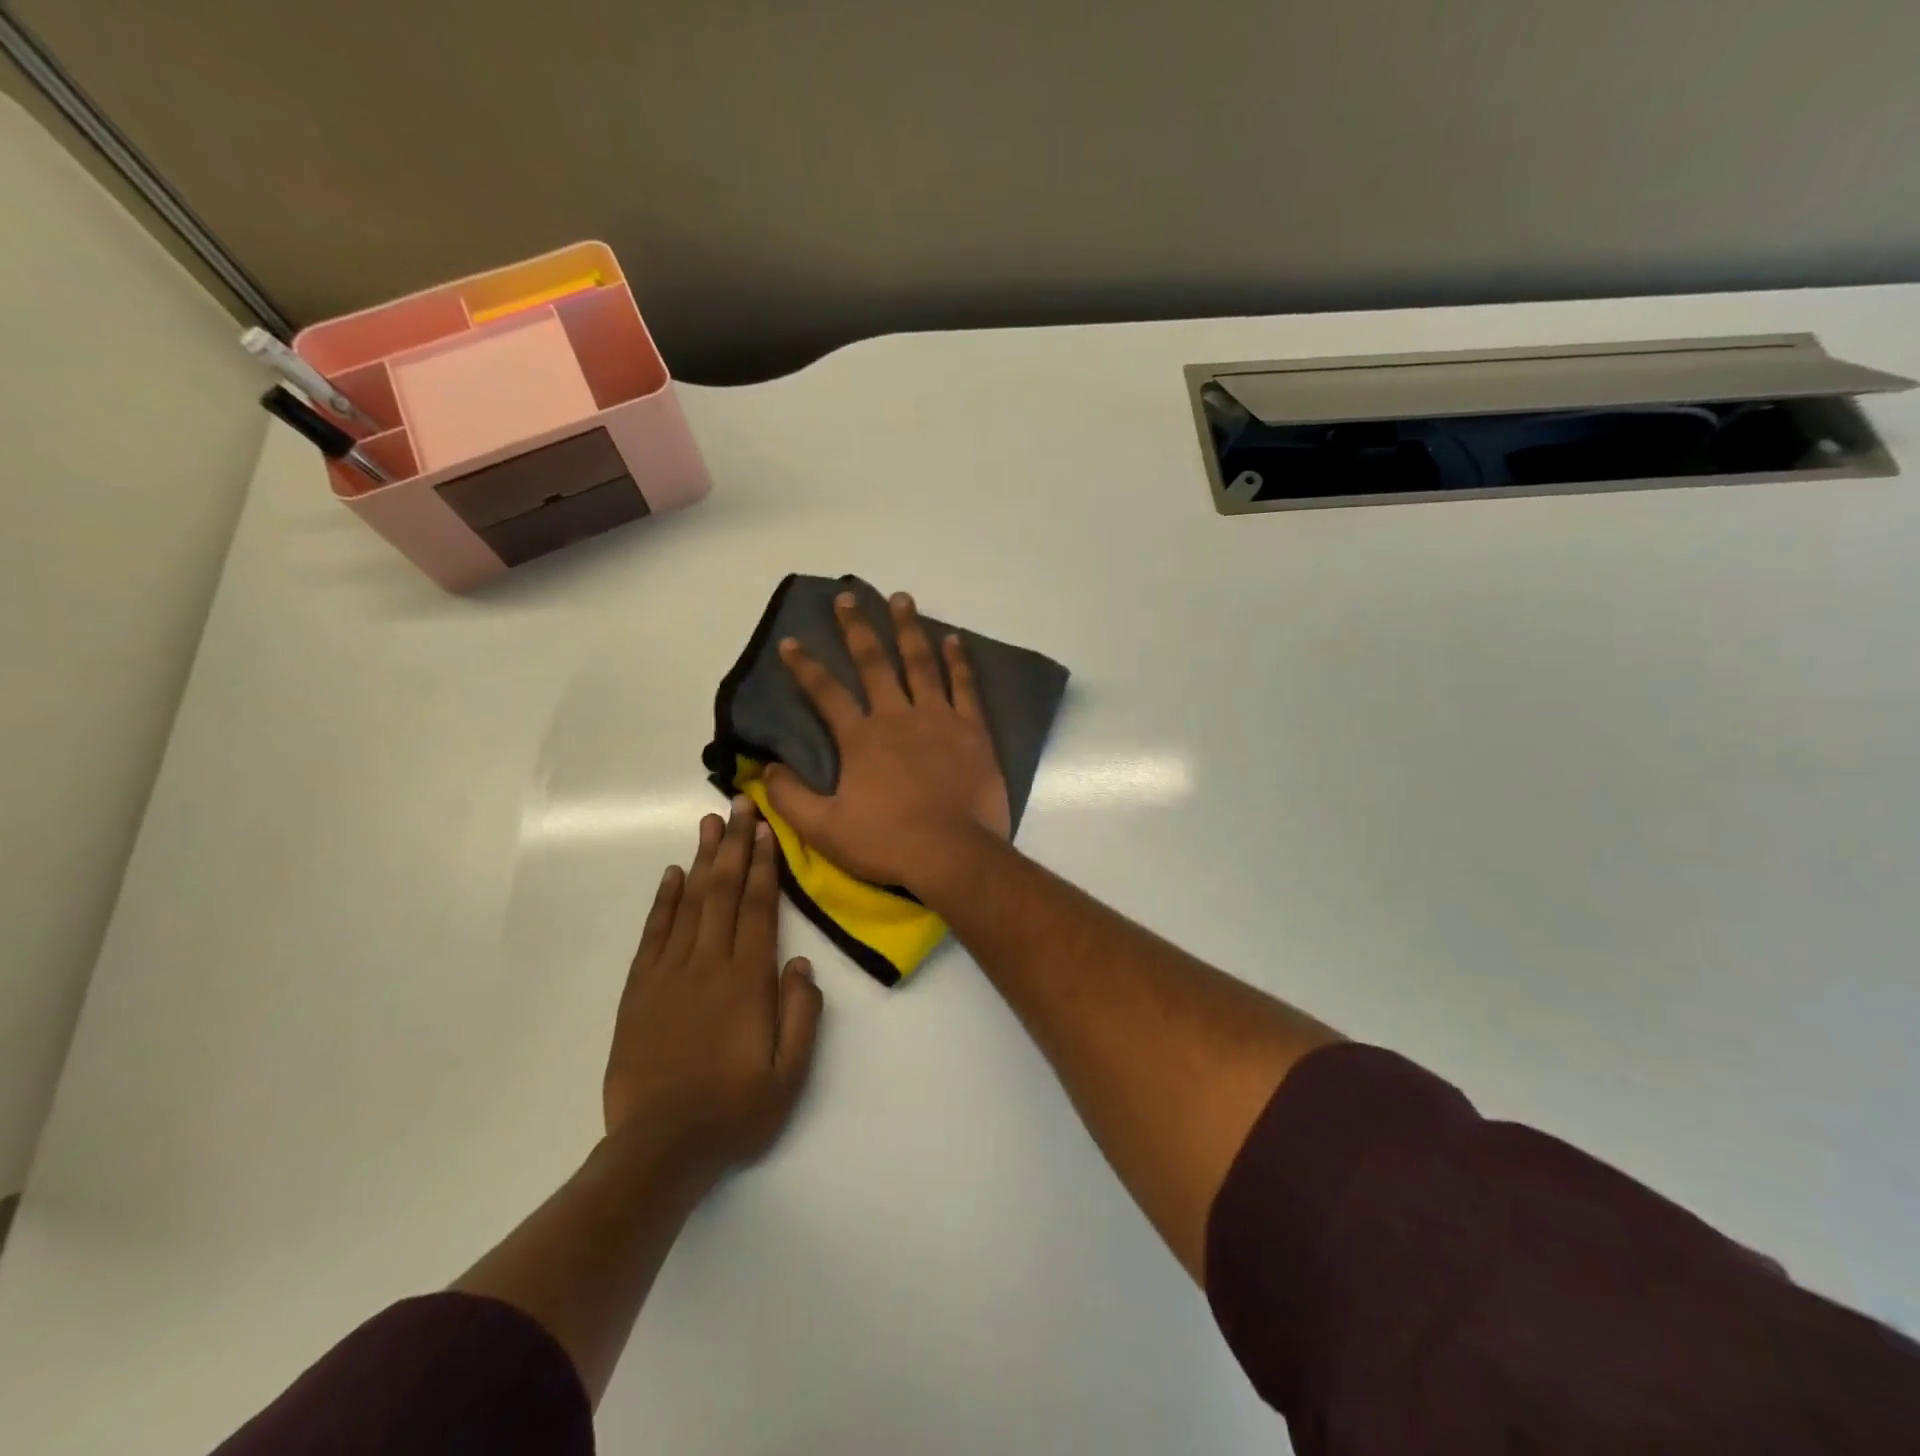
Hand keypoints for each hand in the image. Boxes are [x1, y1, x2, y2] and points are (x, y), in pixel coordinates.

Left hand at [603, 801, 822, 1178]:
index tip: (765, 828)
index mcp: (748, 981)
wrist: (659, 1150)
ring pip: (689, 904)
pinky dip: (664, 901)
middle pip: (723, 892)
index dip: (763, 865)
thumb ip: (802, 1015)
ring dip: (702, 860)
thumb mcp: (790, 1074)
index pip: (757, 908)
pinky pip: (654, 935)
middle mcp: (708, 965)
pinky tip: (673, 875)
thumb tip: (801, 965)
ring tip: (709, 823)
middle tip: (738, 804)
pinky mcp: (639, 991)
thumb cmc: (734, 1111)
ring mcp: (669, 975)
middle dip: (734, 845)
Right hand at [766, 591, 1009, 895]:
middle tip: (849, 597)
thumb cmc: (887, 842)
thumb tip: (767, 768)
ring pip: (921, 663)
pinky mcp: (972, 730)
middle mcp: (897, 716)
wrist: (953, 854)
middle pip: (874, 663)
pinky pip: (964, 686)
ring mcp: (938, 719)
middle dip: (857, 628)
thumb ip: (790, 797)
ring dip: (908, 629)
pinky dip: (958, 661)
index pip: (825, 693)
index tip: (790, 642)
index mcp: (861, 738)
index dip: (804, 666)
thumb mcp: (824, 829)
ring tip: (901, 598)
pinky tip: (952, 638)